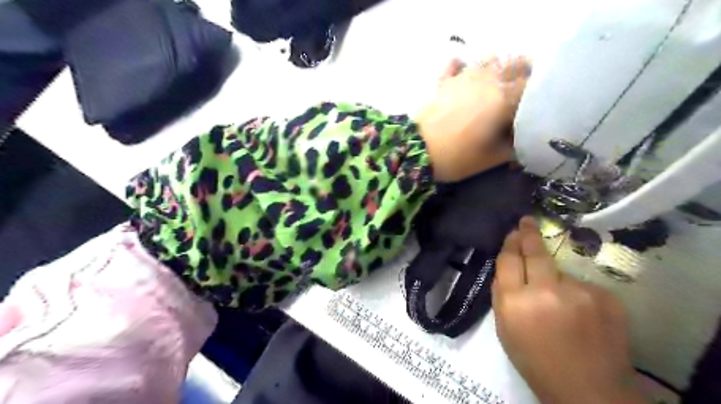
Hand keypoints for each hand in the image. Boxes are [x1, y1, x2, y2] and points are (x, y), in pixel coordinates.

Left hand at [418, 55, 527, 180]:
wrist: (417, 152)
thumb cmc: (457, 157)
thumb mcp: (492, 158)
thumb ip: (514, 147)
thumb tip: (523, 139)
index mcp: (503, 98)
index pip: (532, 85)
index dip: (538, 93)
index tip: (537, 104)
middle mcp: (487, 80)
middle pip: (515, 65)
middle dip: (523, 75)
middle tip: (522, 93)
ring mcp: (463, 77)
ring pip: (489, 60)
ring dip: (499, 67)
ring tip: (498, 83)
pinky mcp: (444, 82)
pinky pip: (456, 65)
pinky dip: (464, 66)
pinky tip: (465, 73)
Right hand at [493, 218, 644, 403]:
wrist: (588, 390)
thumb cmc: (536, 360)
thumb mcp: (505, 329)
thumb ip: (502, 295)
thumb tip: (505, 267)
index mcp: (516, 302)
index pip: (509, 260)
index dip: (510, 243)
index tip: (513, 231)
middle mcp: (546, 291)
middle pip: (535, 253)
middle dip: (529, 234)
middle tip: (527, 221)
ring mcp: (579, 292)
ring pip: (561, 272)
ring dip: (556, 279)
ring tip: (560, 304)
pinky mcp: (605, 297)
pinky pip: (582, 285)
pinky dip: (578, 294)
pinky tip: (580, 315)